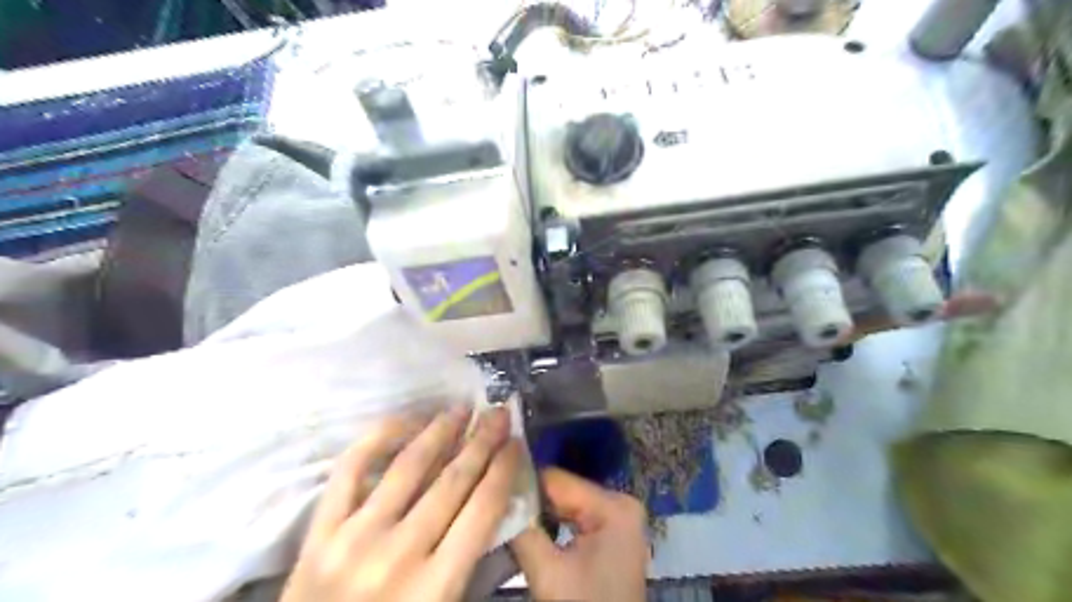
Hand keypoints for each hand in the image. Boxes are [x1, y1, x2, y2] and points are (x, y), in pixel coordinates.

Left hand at [282, 404, 521, 601]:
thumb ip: (468, 564)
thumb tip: (489, 503)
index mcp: (435, 587)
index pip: (483, 510)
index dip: (503, 469)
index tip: (515, 442)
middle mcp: (399, 554)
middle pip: (453, 481)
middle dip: (482, 441)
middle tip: (498, 413)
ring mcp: (355, 537)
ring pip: (409, 466)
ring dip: (440, 430)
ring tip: (461, 408)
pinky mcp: (319, 531)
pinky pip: (351, 469)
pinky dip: (379, 438)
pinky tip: (405, 422)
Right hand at [507, 471, 647, 600]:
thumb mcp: (547, 572)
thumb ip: (522, 530)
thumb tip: (498, 499)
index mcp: (613, 505)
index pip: (556, 479)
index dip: (522, 486)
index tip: (493, 495)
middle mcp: (621, 503)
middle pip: (563, 491)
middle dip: (531, 504)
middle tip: (499, 514)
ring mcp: (620, 519)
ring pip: (567, 506)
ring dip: (540, 517)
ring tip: (512, 525)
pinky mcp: (614, 536)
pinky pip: (577, 519)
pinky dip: (554, 527)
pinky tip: (533, 537)